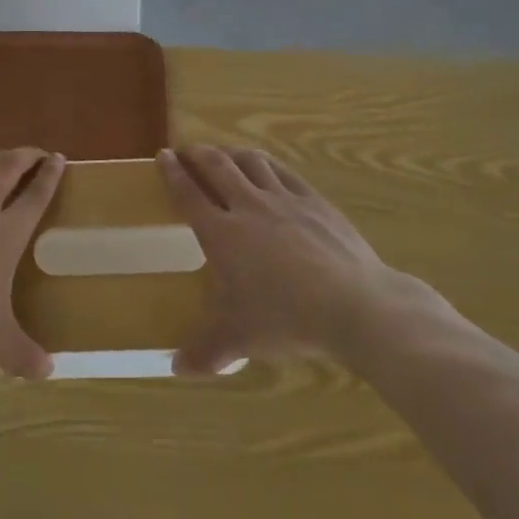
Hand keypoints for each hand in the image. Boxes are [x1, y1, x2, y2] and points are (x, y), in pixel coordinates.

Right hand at [160, 145, 439, 373]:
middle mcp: (248, 206)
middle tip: (188, 150)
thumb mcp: (241, 339)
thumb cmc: (288, 319)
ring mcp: (284, 199)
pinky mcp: (314, 200)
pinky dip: (268, 164)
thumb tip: (176, 368)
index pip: (189, 194)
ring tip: (224, 153)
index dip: (172, 173)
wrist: (355, 305)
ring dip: (232, 152)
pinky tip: (268, 167)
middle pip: (217, 166)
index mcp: (223, 234)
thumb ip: (206, 352)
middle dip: (198, 154)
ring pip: (251, 161)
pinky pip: (284, 171)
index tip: (163, 156)